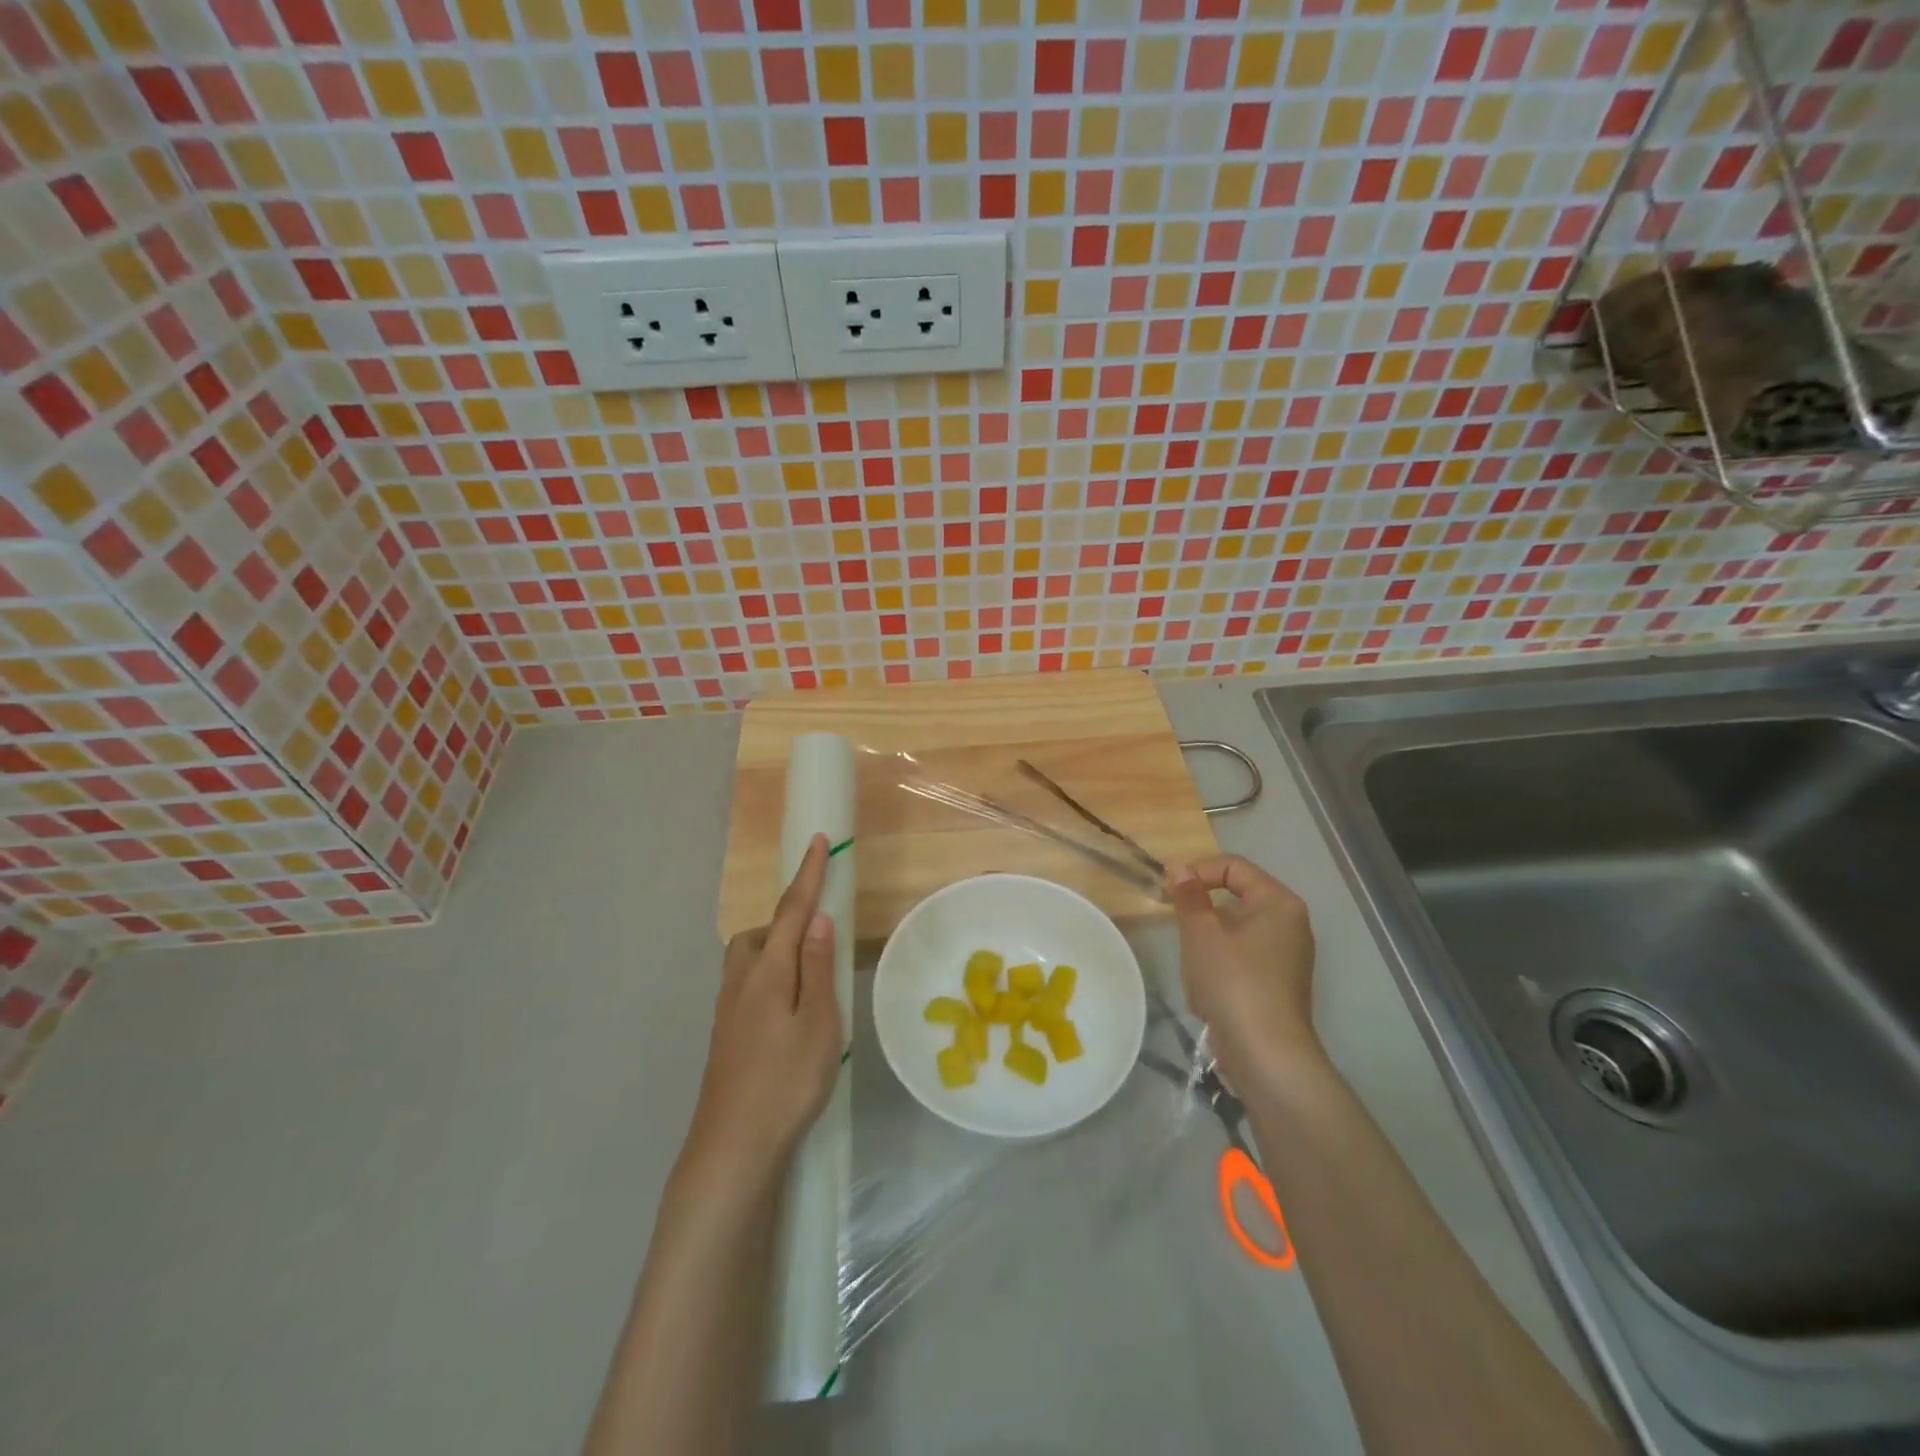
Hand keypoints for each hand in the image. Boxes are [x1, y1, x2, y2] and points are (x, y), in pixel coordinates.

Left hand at [683, 834, 841, 1183]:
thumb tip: (817, 919)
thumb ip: (818, 968)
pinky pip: (747, 986)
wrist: (732, 1147)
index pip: (791, 911)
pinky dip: (769, 980)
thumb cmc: (786, 1081)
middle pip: (761, 934)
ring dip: (776, 953)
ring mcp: (727, 1010)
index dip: (807, 875)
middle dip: (786, 923)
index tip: (816, 840)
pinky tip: (786, 1014)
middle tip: (818, 943)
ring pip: (750, 961)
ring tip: (807, 981)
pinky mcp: (724, 1035)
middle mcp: (740, 982)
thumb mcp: (819, 1023)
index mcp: (767, 972)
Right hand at [1166, 855, 1321, 1089]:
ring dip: (1206, 941)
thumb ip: (1188, 895)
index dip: (1197, 871)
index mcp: (1278, 902)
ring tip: (1193, 965)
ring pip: (1234, 930)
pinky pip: (1242, 958)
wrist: (1266, 1054)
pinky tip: (1207, 990)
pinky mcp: (1277, 983)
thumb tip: (1179, 867)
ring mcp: (1286, 955)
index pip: (1233, 866)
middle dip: (1200, 910)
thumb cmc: (1233, 982)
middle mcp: (1289, 923)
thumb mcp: (1201, 932)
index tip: (1169, 891)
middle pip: (1235, 897)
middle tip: (1177, 926)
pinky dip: (1219, 965)